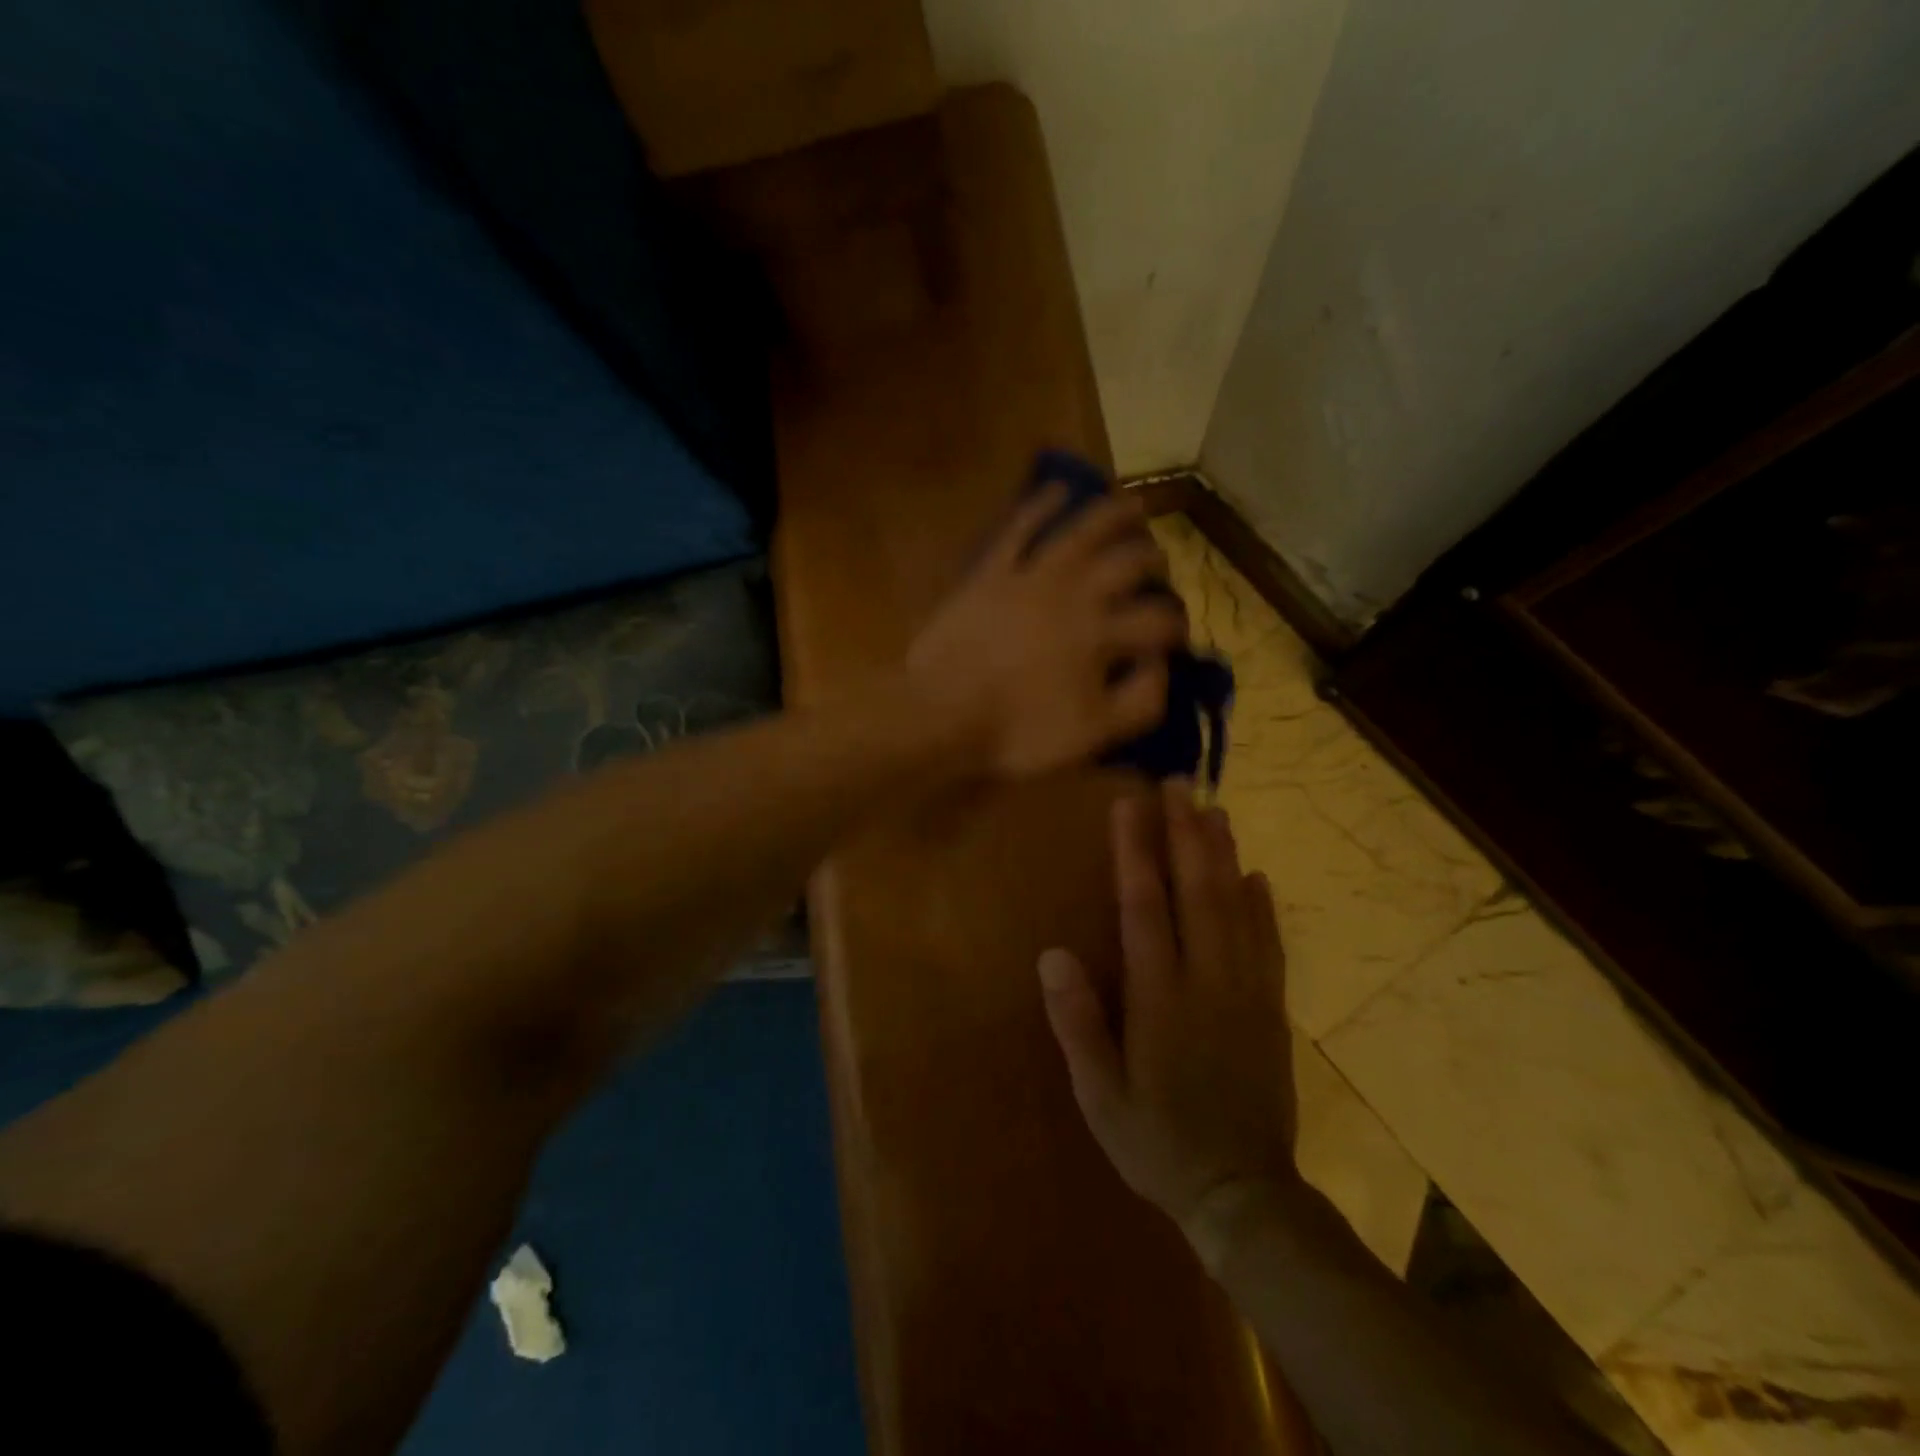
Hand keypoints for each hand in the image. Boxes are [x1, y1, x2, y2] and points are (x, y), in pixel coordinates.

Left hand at [906, 486, 1185, 778]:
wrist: (940, 717)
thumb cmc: (1018, 733)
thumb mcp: (1093, 735)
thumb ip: (1140, 700)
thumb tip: (1161, 664)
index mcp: (1100, 635)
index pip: (1156, 621)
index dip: (1176, 628)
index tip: (1177, 638)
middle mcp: (1073, 594)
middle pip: (1127, 564)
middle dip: (1153, 562)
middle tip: (1160, 564)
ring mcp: (1029, 577)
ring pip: (1080, 533)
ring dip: (1112, 515)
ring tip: (1132, 506)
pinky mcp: (990, 572)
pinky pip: (1019, 529)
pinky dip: (1040, 505)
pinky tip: (1057, 490)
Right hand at [1039, 781, 1296, 1229]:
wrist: (1243, 1195)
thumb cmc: (1158, 1143)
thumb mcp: (1100, 1096)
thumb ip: (1077, 1024)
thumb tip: (1052, 955)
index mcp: (1160, 997)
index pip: (1145, 907)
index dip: (1136, 852)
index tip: (1130, 805)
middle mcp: (1207, 981)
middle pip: (1197, 892)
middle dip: (1185, 834)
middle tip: (1179, 786)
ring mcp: (1247, 992)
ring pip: (1237, 909)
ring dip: (1225, 856)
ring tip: (1216, 812)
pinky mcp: (1272, 1010)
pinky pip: (1270, 945)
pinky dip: (1264, 907)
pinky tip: (1259, 877)